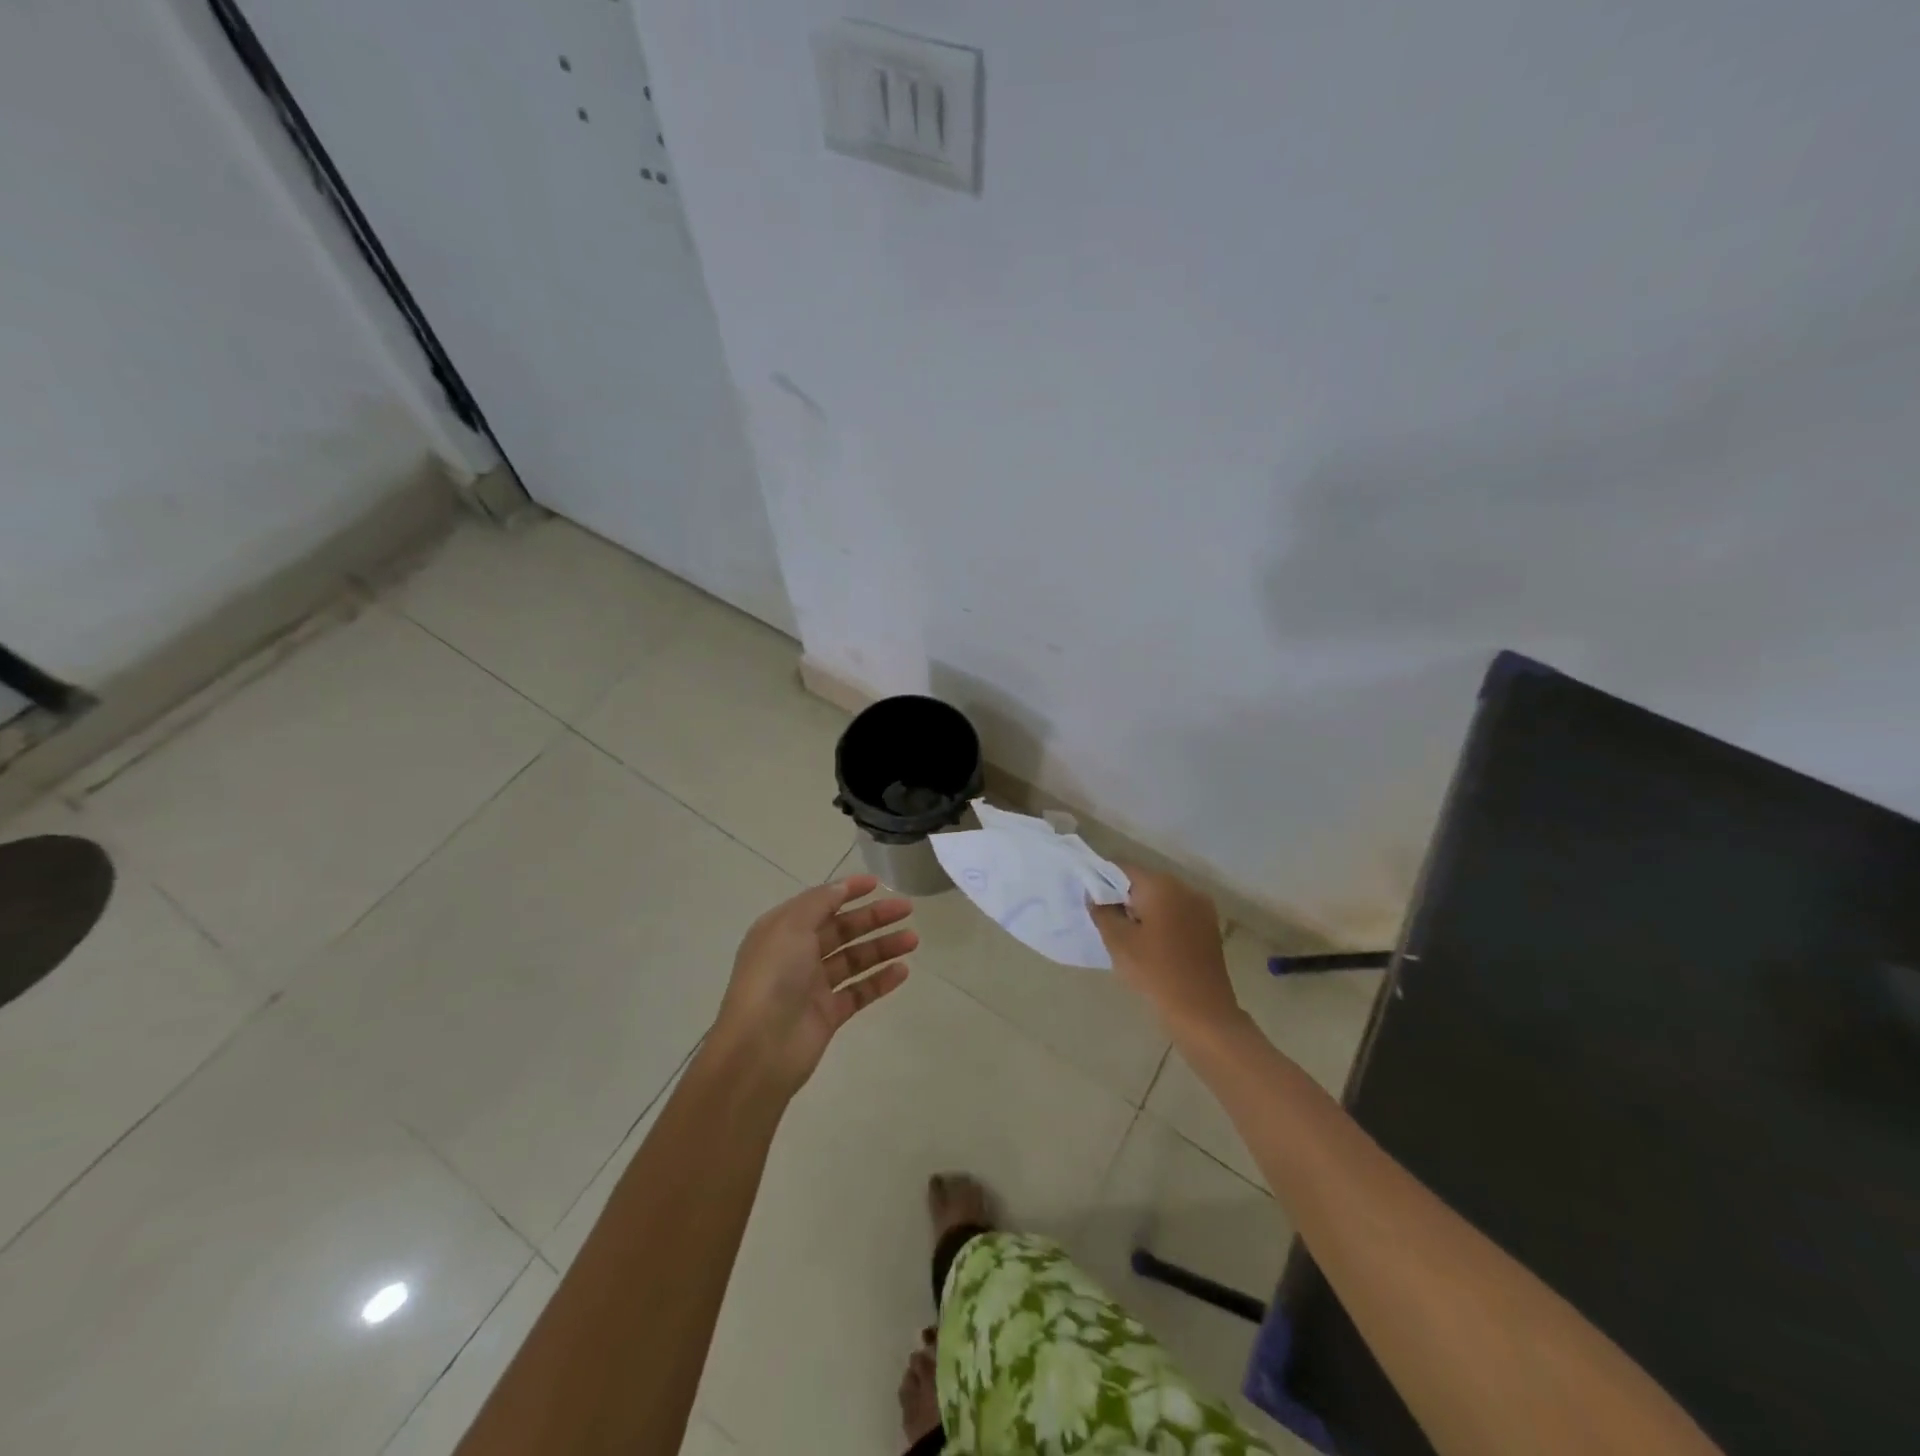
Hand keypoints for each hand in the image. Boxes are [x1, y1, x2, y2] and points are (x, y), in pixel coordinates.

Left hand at [711, 875, 916, 1095]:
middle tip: (907, 909)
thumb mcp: (791, 926)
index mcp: (782, 930)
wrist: (760, 1048)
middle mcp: (797, 954)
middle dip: (873, 917)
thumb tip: (842, 886)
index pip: (820, 903)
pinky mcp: (828, 1014)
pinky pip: (859, 992)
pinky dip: (880, 980)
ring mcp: (813, 986)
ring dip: (882, 947)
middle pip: (842, 929)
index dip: (847, 891)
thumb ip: (820, 902)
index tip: (877, 883)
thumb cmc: (773, 977)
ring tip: (912, 940)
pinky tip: (902, 971)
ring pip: (854, 960)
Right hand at [1090, 867, 1243, 1034]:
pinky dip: (1161, 922)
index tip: (1090, 902)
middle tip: (1106, 923)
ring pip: (1161, 899)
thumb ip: (1102, 912)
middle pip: (1144, 882)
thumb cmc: (1155, 972)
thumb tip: (1095, 895)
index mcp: (1161, 886)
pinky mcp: (1209, 927)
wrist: (1203, 1012)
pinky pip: (1177, 914)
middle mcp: (1185, 888)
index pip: (1122, 869)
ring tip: (1128, 937)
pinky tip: (1151, 946)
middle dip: (1123, 898)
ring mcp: (1201, 907)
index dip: (1102, 881)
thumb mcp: (1118, 942)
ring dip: (1143, 911)